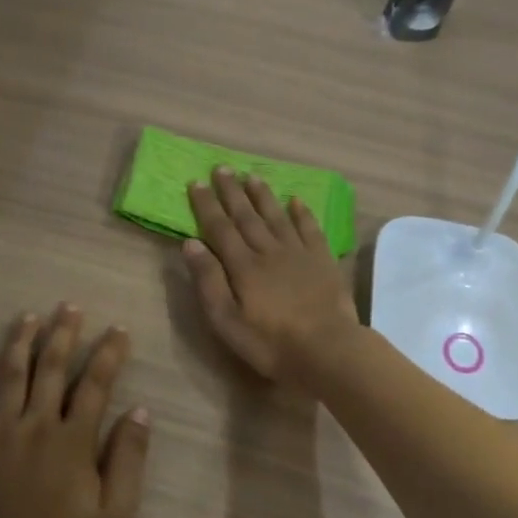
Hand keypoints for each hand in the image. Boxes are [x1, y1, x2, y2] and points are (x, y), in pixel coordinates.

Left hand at [0, 305, 151, 517]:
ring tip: (28, 317)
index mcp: (73, 440)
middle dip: (63, 334)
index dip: (108, 354)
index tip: (118, 329)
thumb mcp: (114, 514)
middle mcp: (36, 424)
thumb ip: (128, 460)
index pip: (95, 385)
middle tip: (69, 306)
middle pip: (51, 369)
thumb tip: (139, 412)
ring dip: (20, 343)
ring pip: (9, 376)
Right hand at [183, 167, 361, 385]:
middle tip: (222, 168)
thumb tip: (190, 242)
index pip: (219, 228)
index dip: (206, 205)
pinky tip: (296, 200)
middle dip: (231, 191)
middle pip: (246, 216)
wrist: (328, 349)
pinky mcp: (323, 261)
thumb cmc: (270, 342)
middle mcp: (269, 251)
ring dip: (263, 196)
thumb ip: (208, 280)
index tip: (196, 182)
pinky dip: (302, 213)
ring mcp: (299, 254)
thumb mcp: (226, 320)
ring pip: (277, 216)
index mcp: (243, 266)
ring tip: (252, 176)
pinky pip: (310, 229)